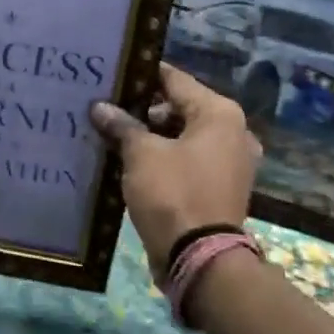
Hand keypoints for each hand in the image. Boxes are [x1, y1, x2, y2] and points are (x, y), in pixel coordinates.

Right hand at [91, 63, 260, 268]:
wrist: (200, 259)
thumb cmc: (173, 194)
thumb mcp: (141, 155)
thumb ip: (122, 125)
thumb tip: (100, 107)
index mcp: (219, 114)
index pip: (174, 79)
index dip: (141, 76)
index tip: (111, 73)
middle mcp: (232, 132)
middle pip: (179, 108)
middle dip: (142, 110)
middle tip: (105, 109)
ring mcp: (229, 162)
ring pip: (182, 137)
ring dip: (150, 137)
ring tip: (112, 135)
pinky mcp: (219, 187)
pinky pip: (187, 161)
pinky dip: (163, 159)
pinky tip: (130, 162)